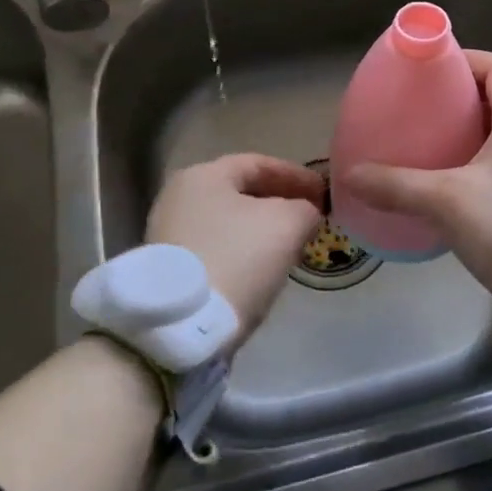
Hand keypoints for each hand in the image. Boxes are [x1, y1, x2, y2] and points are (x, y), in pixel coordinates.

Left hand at [147, 154, 324, 346]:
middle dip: (279, 202)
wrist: (181, 326)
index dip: (296, 175)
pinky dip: (242, 251)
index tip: (323, 192)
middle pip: (241, 192)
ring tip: (291, 244)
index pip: (259, 163)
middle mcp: (180, 197)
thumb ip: (304, 209)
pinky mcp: (168, 269)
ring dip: (262, 229)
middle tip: (310, 216)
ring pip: (229, 222)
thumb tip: (305, 214)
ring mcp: (169, 234)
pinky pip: (216, 248)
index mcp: (204, 175)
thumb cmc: (237, 257)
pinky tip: (262, 268)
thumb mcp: (287, 224)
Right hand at [343, 51, 491, 317]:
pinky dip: (490, 157)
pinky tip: (463, 184)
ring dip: (476, 130)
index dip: (464, 61)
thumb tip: (350, 175)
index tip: (429, 74)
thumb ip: (397, 186)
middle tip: (424, 111)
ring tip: (437, 145)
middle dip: (463, 98)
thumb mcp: (448, 204)